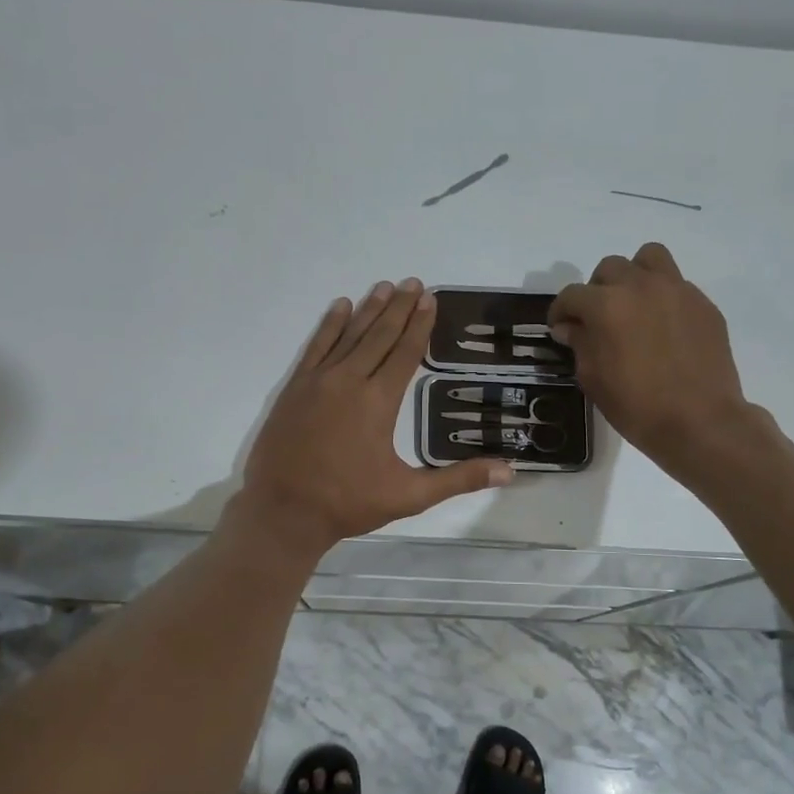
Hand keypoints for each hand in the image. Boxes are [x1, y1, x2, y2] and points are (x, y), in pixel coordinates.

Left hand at [234, 279, 512, 555]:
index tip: (430, 298)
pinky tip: (340, 306)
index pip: (405, 353)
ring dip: (368, 309)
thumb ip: (459, 479)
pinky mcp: (295, 388)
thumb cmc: (349, 503)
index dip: (420, 325)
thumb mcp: (410, 495)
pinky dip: (329, 325)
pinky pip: (316, 346)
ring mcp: (318, 381)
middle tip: (414, 282)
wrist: (283, 511)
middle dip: (399, 308)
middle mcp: (349, 381)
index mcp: (378, 402)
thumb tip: (510, 470)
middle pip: (379, 336)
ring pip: (349, 335)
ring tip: (385, 286)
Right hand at [549, 244, 763, 474]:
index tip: (560, 327)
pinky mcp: (703, 304)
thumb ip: (580, 343)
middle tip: (598, 318)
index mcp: (607, 305)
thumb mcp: (593, 378)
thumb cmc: (637, 406)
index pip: (572, 295)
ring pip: (649, 258)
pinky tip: (663, 328)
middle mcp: (641, 286)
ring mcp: (677, 291)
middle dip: (597, 290)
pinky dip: (663, 298)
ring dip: (634, 276)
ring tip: (633, 305)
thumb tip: (571, 327)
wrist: (699, 421)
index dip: (560, 311)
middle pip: (610, 268)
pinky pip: (677, 285)